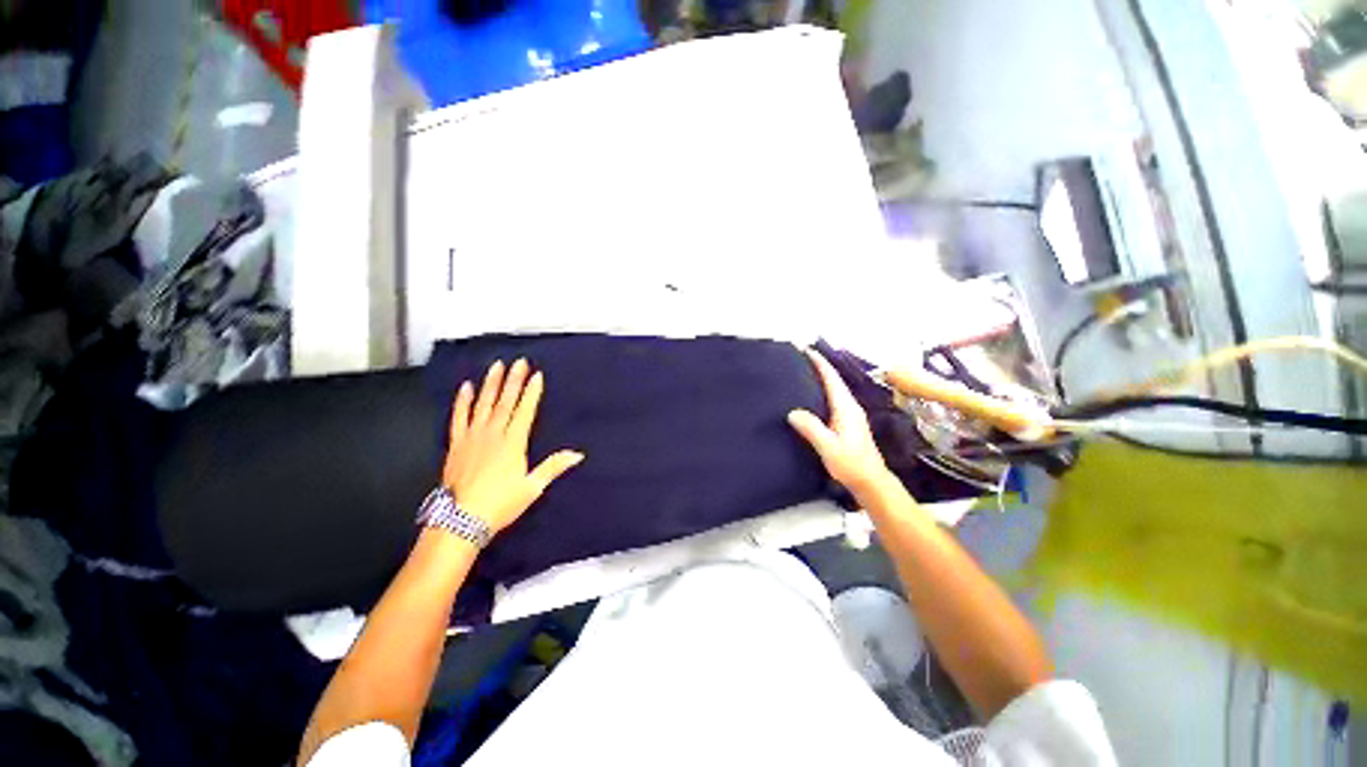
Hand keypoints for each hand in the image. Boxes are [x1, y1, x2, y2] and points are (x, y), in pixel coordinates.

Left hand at [443, 359, 583, 534]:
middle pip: (505, 402)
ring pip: (483, 404)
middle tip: (519, 362)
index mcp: (513, 443)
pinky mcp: (456, 444)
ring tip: (496, 366)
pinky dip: (462, 402)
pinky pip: (458, 418)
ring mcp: (472, 437)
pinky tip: (465, 388)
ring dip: (491, 384)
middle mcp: (493, 434)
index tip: (537, 376)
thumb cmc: (500, 504)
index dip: (531, 392)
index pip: (525, 411)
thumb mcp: (532, 487)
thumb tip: (577, 454)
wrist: (460, 520)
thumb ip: (553, 467)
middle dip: (514, 380)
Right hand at [787, 349, 891, 498]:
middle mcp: (850, 407)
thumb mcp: (829, 447)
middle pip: (834, 380)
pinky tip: (812, 397)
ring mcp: (850, 415)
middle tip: (800, 359)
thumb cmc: (851, 464)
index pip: (832, 379)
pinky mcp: (848, 423)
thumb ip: (811, 428)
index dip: (820, 363)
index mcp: (846, 408)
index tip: (807, 350)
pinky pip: (833, 399)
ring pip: (834, 390)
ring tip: (804, 373)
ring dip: (821, 378)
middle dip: (819, 367)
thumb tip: (792, 412)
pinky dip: (822, 391)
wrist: (870, 481)